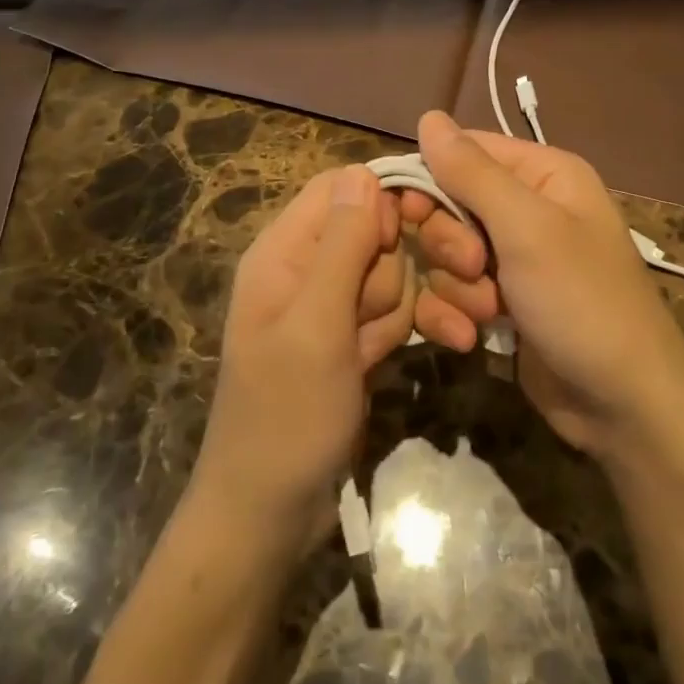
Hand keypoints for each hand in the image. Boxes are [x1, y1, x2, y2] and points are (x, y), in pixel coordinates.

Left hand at [191, 165, 412, 550]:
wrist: (271, 512)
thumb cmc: (286, 414)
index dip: (380, 204)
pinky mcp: (353, 338)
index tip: (404, 239)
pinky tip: (412, 357)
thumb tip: (364, 171)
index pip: (340, 189)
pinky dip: (404, 331)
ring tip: (373, 356)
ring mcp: (332, 306)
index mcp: (283, 250)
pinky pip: (393, 311)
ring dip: (399, 311)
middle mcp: (307, 268)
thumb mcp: (316, 324)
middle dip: (390, 273)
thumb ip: (342, 245)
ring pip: (391, 273)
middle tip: (372, 322)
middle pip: (374, 232)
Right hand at [396, 111, 683, 462]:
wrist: (624, 407)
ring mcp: (513, 259)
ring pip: (445, 254)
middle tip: (474, 269)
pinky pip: (453, 292)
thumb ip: (473, 172)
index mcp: (543, 174)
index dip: (430, 179)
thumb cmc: (583, 302)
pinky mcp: (501, 303)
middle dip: (450, 244)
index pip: (463, 151)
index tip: (414, 215)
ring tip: (488, 314)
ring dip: (455, 288)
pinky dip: (455, 314)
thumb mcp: (527, 229)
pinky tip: (472, 339)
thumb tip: (429, 116)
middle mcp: (527, 209)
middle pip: (448, 204)